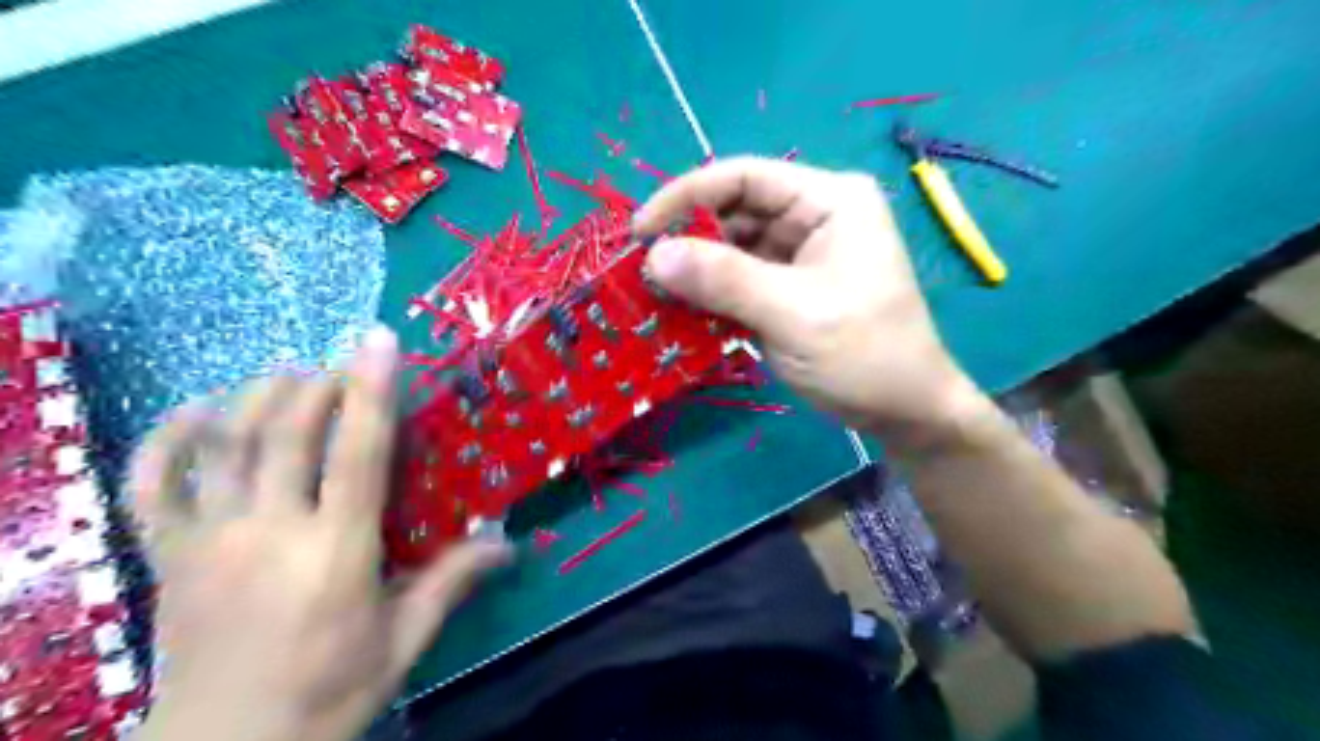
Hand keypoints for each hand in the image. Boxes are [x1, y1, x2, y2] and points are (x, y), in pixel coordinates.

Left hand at [130, 327, 509, 739]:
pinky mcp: (169, 557)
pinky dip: (166, 440)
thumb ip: (453, 581)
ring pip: (224, 445)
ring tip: (287, 376)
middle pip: (286, 432)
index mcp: (336, 550)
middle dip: (316, 384)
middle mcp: (270, 531)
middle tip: (340, 366)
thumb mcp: (404, 638)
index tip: (380, 340)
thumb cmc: (329, 691)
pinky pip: (153, 487)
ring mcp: (210, 540)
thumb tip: (510, 543)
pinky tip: (194, 412)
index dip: (372, 390)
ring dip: (256, 396)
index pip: (358, 451)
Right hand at [634, 157, 983, 443]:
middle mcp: (813, 217)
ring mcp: (799, 255)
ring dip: (695, 271)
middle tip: (641, 273)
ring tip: (653, 296)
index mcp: (829, 201)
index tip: (640, 231)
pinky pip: (738, 280)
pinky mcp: (787, 289)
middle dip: (688, 240)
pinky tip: (681, 312)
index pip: (744, 178)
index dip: (686, 197)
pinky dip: (710, 295)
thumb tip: (654, 255)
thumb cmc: (864, 355)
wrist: (904, 412)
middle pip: (734, 212)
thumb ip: (724, 280)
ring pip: (731, 248)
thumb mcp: (793, 314)